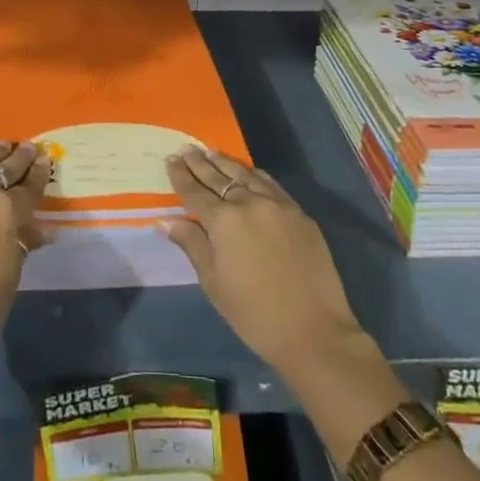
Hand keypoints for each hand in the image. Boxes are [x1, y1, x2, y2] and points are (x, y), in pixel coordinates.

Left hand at [0, 141, 49, 353]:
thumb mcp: (10, 276)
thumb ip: (21, 246)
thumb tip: (36, 232)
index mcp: (6, 211)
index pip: (29, 186)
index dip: (39, 173)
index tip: (46, 159)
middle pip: (3, 168)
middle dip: (18, 157)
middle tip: (28, 147)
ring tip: (1, 147)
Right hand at [161, 147, 367, 377]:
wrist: (314, 331)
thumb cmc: (254, 313)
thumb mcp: (214, 283)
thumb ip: (191, 244)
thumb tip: (165, 220)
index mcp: (224, 220)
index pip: (195, 191)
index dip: (181, 176)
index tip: (170, 159)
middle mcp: (249, 203)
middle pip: (219, 177)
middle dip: (200, 164)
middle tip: (187, 149)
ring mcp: (277, 205)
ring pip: (245, 175)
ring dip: (226, 163)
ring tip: (211, 153)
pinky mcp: (299, 213)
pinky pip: (270, 184)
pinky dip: (254, 174)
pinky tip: (248, 172)